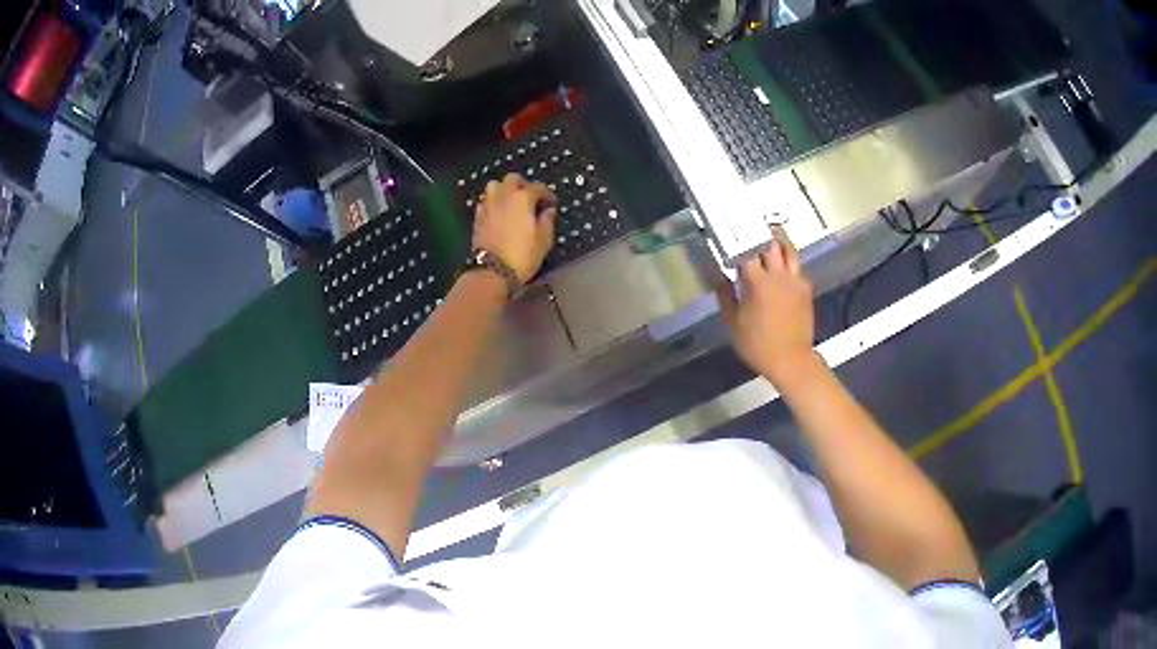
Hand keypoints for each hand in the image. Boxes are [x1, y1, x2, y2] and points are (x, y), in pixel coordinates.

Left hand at [472, 174, 557, 283]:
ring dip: (505, 190)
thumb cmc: (522, 255)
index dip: (547, 195)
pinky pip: (487, 200)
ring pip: (496, 185)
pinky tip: (500, 213)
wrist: (492, 271)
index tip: (551, 204)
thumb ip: (548, 220)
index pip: (538, 187)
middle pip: (513, 179)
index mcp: (523, 198)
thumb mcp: (544, 240)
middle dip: (524, 185)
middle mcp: (503, 195)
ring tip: (513, 202)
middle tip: (532, 198)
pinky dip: (494, 201)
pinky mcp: (478, 215)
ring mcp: (488, 204)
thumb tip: (548, 211)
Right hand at [714, 227, 816, 387]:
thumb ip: (725, 295)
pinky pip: (797, 267)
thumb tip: (718, 275)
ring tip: (771, 232)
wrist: (791, 360)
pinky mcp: (805, 289)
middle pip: (771, 243)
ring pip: (789, 250)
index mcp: (758, 282)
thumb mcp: (733, 322)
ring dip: (779, 239)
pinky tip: (781, 263)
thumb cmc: (757, 344)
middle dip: (761, 232)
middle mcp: (779, 275)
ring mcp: (795, 281)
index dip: (739, 237)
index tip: (731, 230)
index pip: (747, 250)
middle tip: (752, 224)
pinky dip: (788, 259)